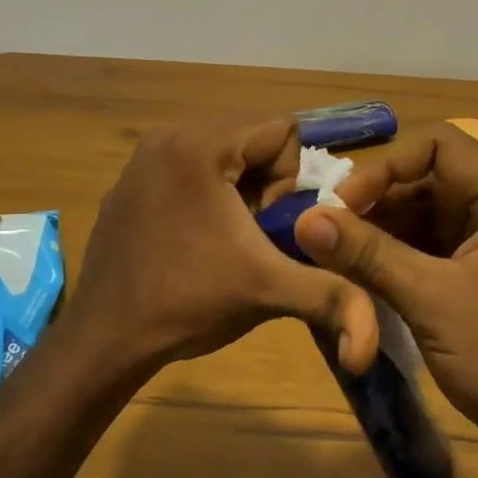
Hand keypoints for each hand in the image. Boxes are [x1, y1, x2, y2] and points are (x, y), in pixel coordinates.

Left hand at [62, 119, 379, 383]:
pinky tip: (195, 244)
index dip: (291, 182)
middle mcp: (168, 136)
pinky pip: (191, 169)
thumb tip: (373, 347)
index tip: (267, 229)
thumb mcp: (269, 292)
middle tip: (251, 238)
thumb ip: (333, 298)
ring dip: (240, 193)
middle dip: (267, 187)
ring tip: (226, 242)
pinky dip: (208, 197)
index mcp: (200, 143)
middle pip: (253, 139)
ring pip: (224, 155)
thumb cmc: (187, 303)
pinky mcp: (129, 182)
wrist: (104, 339)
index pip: (283, 130)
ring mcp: (142, 158)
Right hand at [292, 124, 477, 477]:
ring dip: (382, 229)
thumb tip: (305, 219)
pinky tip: (361, 271)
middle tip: (327, 230)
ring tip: (335, 252)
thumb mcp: (430, 299)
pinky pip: (433, 246)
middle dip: (378, 202)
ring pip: (427, 213)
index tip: (341, 203)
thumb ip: (367, 253)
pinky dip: (397, 254)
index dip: (385, 167)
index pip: (439, 145)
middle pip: (431, 178)